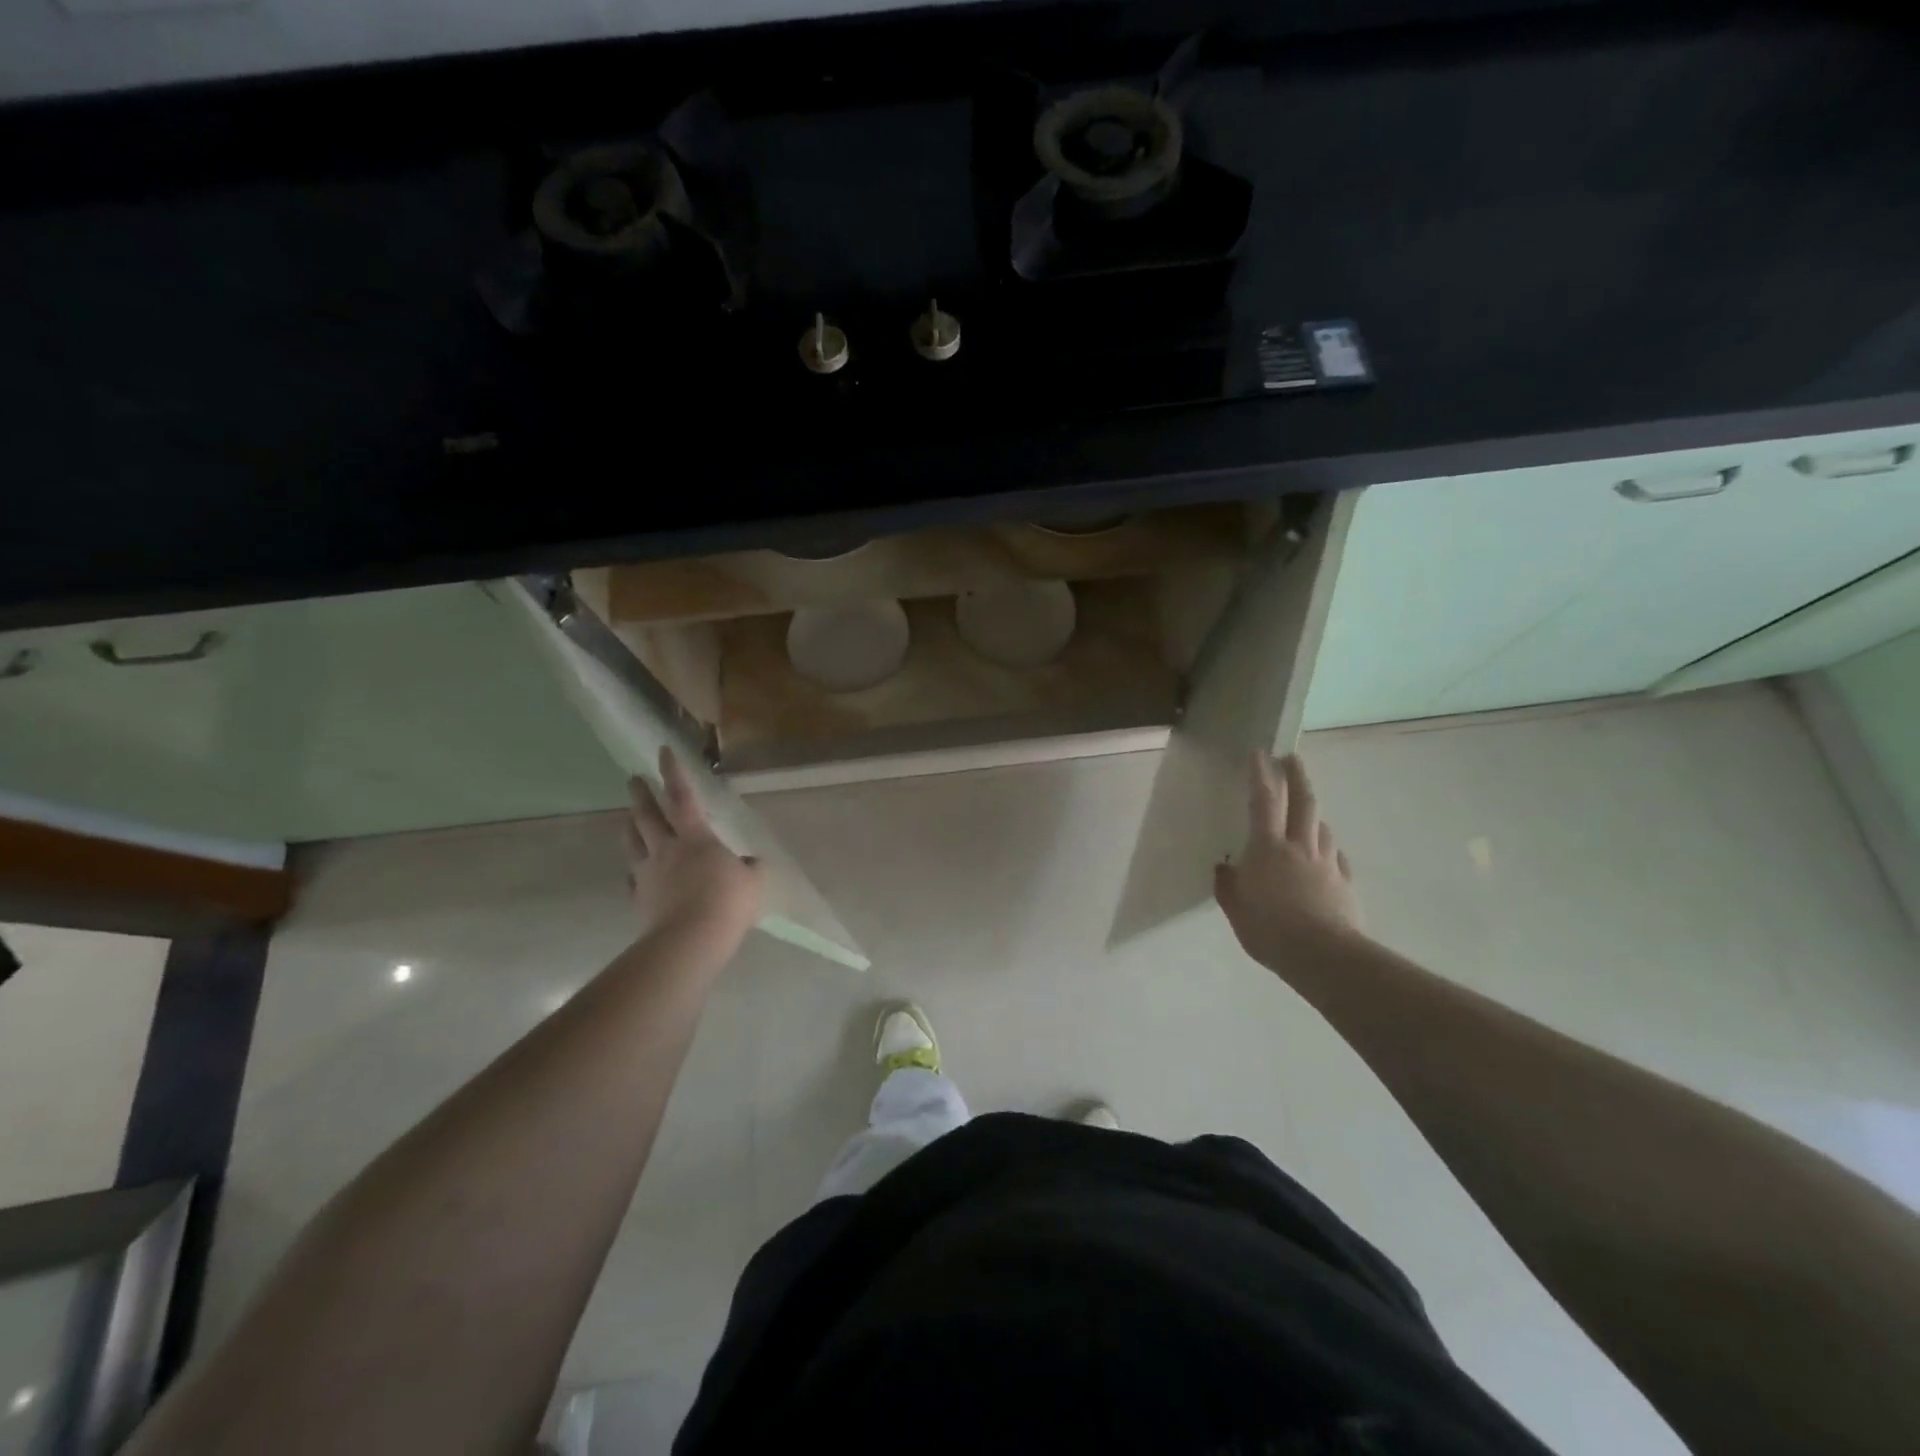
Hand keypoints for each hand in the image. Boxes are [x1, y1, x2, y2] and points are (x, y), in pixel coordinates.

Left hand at [623, 746, 765, 949]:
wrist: (690, 939)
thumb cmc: (727, 901)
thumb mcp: (753, 881)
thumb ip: (750, 867)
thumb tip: (750, 863)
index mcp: (695, 838)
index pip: (683, 797)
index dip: (673, 772)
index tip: (662, 751)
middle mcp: (666, 849)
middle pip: (648, 816)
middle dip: (641, 795)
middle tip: (632, 780)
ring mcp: (648, 875)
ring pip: (633, 843)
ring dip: (630, 827)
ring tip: (627, 819)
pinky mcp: (640, 899)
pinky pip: (633, 879)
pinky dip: (634, 871)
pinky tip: (634, 873)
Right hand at [1214, 752, 1361, 970]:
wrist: (1324, 956)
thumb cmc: (1270, 930)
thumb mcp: (1236, 910)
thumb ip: (1228, 886)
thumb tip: (1224, 868)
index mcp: (1267, 849)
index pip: (1264, 801)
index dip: (1261, 775)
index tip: (1259, 752)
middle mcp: (1299, 847)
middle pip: (1303, 802)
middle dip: (1297, 776)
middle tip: (1293, 758)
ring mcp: (1326, 864)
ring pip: (1323, 827)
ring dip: (1314, 813)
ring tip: (1308, 809)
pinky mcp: (1344, 883)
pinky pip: (1336, 857)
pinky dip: (1329, 848)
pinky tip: (1327, 854)